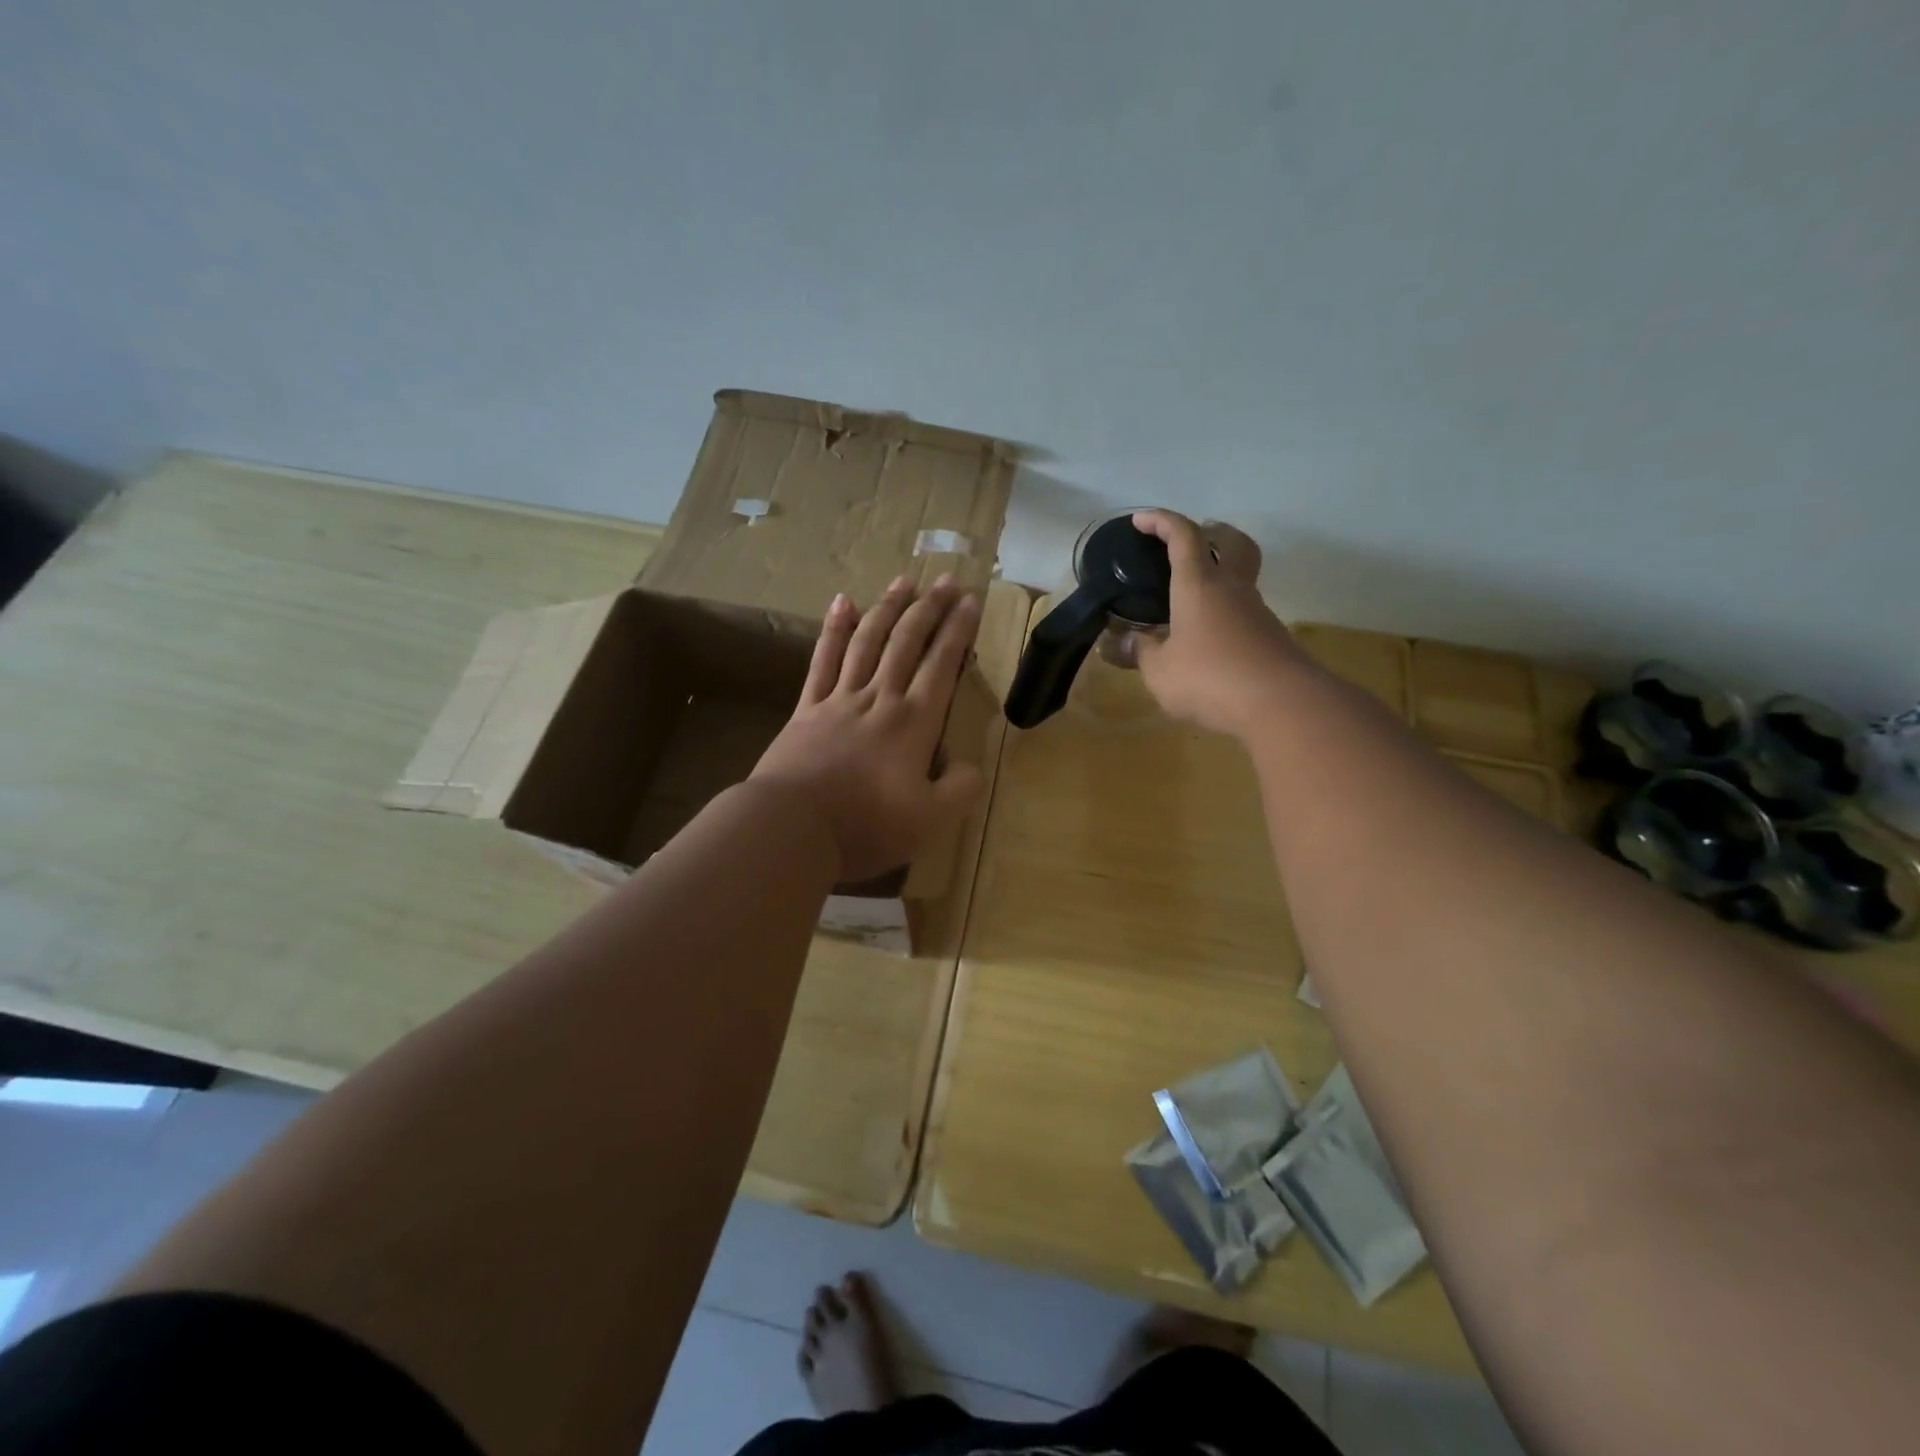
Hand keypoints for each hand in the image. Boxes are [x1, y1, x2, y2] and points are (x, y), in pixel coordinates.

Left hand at [751, 574, 985, 882]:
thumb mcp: (930, 821)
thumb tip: (969, 766)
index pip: (942, 665)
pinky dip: (834, 629)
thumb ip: (960, 790)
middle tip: (945, 579)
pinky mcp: (807, 709)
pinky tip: (842, 602)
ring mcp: (839, 699)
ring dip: (888, 608)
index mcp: (913, 723)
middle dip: (928, 608)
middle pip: (906, 643)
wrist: (792, 828)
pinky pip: (823, 659)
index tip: (969, 600)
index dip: (958, 631)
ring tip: (903, 580)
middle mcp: (879, 699)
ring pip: (867, 641)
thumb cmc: (865, 826)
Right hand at [1130, 509, 1304, 737]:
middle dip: (1211, 532)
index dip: (1161, 521)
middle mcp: (1232, 589)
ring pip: (1241, 578)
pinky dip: (1227, 612)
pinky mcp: (1271, 638)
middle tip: (1193, 538)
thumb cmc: (1209, 678)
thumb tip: (1123, 641)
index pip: (1183, 536)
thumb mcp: (1160, 671)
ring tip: (1193, 598)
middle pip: (1231, 542)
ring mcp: (1257, 612)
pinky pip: (1245, 612)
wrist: (1280, 704)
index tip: (1141, 520)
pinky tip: (1210, 638)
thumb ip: (1141, 652)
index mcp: (1199, 585)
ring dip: (1221, 575)